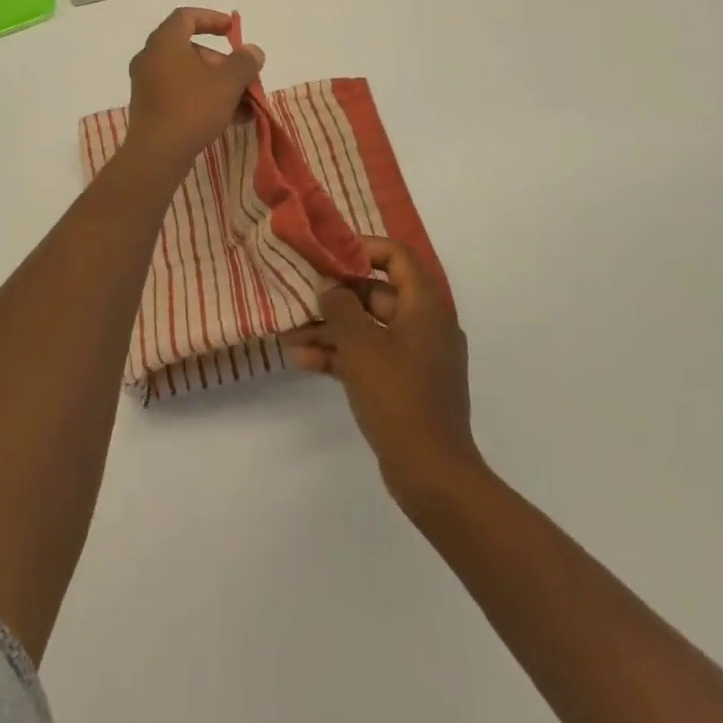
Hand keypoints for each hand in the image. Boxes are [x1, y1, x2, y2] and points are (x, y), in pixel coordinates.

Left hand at [124, 8, 264, 174]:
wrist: (156, 154)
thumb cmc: (192, 107)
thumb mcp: (228, 82)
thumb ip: (244, 62)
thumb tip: (253, 52)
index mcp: (164, 42)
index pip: (187, 16)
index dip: (213, 19)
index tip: (233, 31)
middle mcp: (150, 58)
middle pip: (191, 49)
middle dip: (222, 63)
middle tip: (244, 79)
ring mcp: (147, 85)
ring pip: (189, 76)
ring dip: (218, 85)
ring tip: (245, 105)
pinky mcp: (149, 109)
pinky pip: (181, 94)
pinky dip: (204, 99)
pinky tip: (231, 119)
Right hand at [282, 237, 483, 508]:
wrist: (432, 474)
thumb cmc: (398, 396)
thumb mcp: (359, 345)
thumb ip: (339, 307)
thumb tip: (328, 286)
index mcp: (425, 306)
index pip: (398, 256)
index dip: (363, 248)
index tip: (329, 255)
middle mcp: (425, 324)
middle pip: (377, 293)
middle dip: (335, 297)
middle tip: (299, 296)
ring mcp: (416, 357)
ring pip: (368, 328)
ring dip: (330, 329)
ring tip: (290, 334)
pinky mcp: (406, 384)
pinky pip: (370, 357)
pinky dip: (341, 355)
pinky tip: (303, 361)